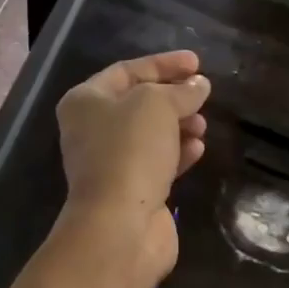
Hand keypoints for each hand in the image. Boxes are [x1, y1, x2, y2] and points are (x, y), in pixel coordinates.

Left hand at [55, 50, 209, 280]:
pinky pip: (157, 163)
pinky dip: (177, 153)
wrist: (119, 224)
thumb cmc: (130, 151)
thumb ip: (180, 91)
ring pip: (149, 135)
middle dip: (173, 98)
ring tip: (202, 126)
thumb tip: (199, 86)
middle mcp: (91, 130)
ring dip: (179, 126)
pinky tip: (197, 150)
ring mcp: (110, 163)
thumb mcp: (156, 105)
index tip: (197, 63)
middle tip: (202, 96)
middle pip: (138, 104)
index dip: (163, 64)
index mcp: (85, 101)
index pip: (127, 71)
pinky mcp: (130, 191)